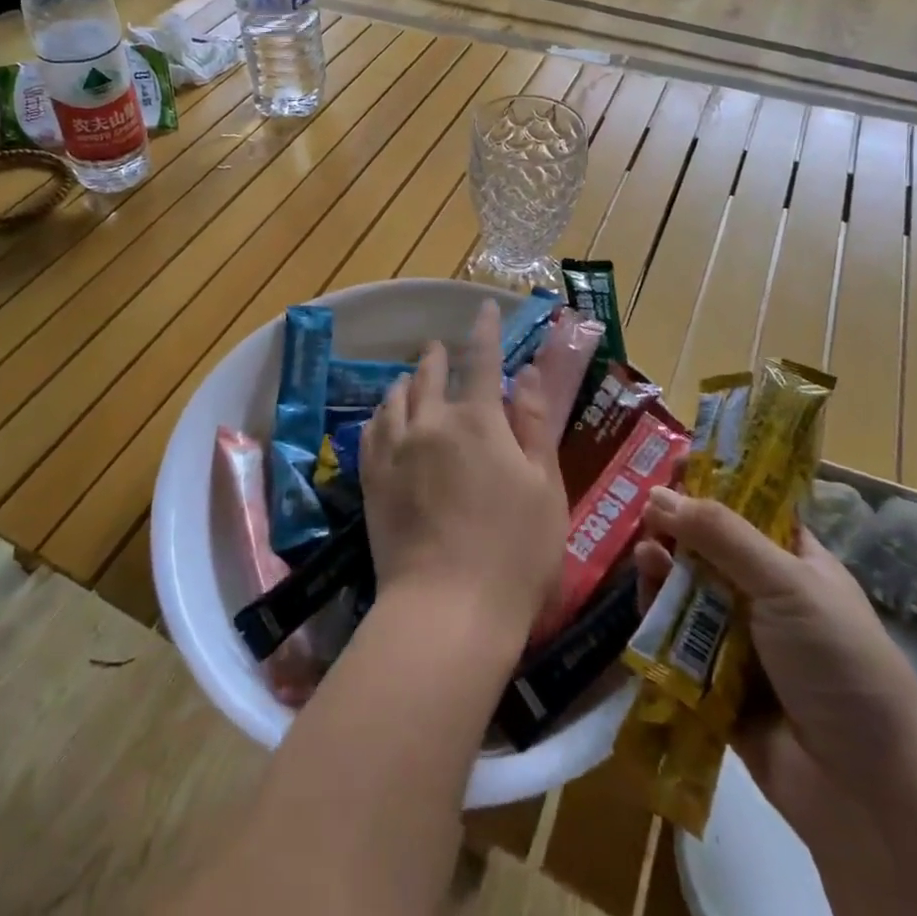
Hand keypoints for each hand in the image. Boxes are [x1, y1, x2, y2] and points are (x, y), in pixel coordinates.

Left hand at [360, 300, 569, 648]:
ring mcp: (395, 449)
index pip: (482, 360)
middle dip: (439, 355)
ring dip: (408, 381)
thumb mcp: (544, 488)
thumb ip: (534, 425)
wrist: (446, 610)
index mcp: (478, 421)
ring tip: (412, 378)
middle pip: (431, 373)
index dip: (486, 330)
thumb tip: (527, 373)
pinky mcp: (372, 478)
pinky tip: (384, 416)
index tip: (485, 306)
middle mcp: (431, 422)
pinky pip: (372, 429)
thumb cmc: (514, 553)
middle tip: (441, 347)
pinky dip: (382, 413)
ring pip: (396, 397)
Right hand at [634, 491, 916, 845]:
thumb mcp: (788, 585)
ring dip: (661, 570)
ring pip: (685, 590)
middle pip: (707, 548)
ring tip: (645, 559)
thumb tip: (657, 493)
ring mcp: (740, 640)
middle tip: (643, 513)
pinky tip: (644, 600)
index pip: (749, 509)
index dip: (711, 485)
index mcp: (796, 565)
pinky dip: (656, 618)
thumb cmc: (842, 668)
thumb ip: (720, 535)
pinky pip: (674, 639)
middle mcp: (766, 596)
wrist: (870, 797)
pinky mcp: (714, 681)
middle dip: (674, 528)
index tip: (669, 463)